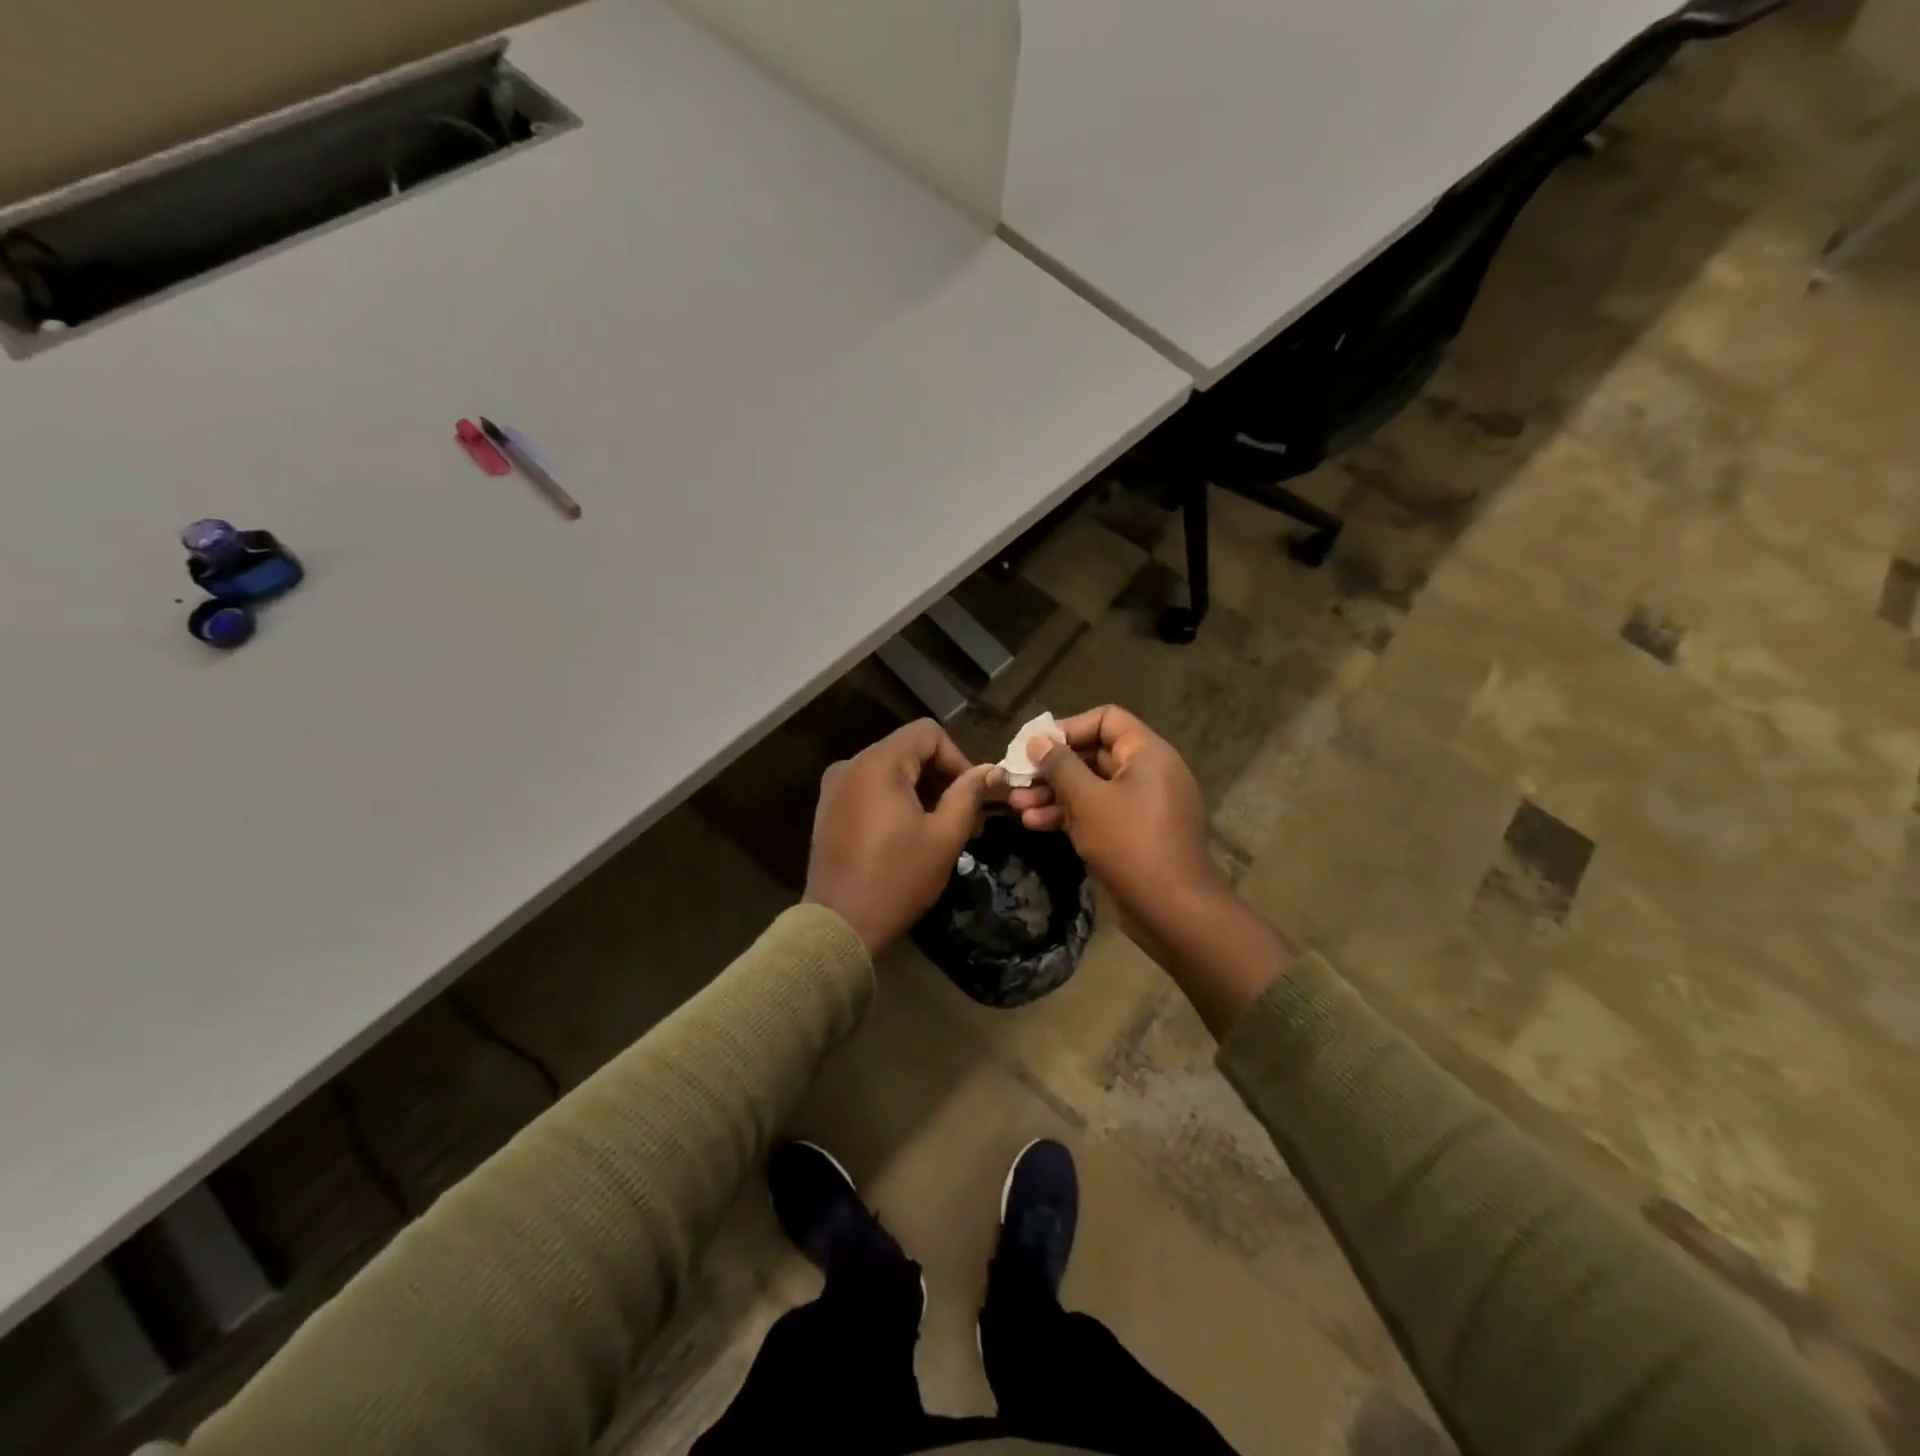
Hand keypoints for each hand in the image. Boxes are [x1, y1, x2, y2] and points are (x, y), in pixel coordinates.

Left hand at [804, 719, 1002, 956]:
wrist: (838, 926)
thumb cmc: (896, 879)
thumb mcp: (944, 837)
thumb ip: (969, 795)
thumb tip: (993, 771)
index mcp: (878, 764)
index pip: (928, 733)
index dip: (958, 758)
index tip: (973, 796)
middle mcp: (851, 766)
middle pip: (909, 750)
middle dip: (942, 777)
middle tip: (966, 818)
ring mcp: (835, 788)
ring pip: (890, 770)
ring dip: (922, 790)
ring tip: (942, 829)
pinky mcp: (828, 810)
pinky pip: (870, 789)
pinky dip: (896, 800)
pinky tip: (910, 834)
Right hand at [1006, 706, 1225, 937]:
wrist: (1172, 910)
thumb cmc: (1130, 844)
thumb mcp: (1088, 800)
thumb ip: (1060, 766)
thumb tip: (1038, 740)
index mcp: (1147, 753)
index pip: (1106, 719)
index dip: (1068, 728)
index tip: (1035, 747)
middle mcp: (1147, 772)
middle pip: (1093, 754)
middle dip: (1052, 768)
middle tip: (1017, 779)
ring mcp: (1140, 805)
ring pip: (1090, 787)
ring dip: (1053, 794)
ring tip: (1017, 807)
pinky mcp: (1132, 833)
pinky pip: (1097, 812)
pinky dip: (1068, 815)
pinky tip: (1035, 825)